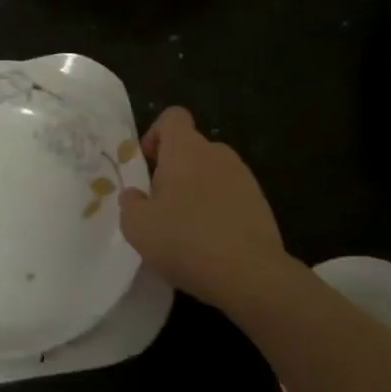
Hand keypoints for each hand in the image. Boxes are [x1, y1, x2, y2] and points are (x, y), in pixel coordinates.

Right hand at [118, 107, 292, 307]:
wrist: (250, 274)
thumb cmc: (186, 240)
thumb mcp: (138, 226)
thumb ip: (130, 203)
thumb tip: (135, 195)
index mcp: (186, 149)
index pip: (172, 117)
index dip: (156, 135)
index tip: (148, 166)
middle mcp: (217, 153)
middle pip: (191, 148)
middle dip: (174, 170)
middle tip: (161, 206)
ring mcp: (244, 178)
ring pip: (212, 173)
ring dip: (197, 191)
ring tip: (187, 229)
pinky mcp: (261, 204)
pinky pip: (231, 197)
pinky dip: (219, 211)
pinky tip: (211, 243)